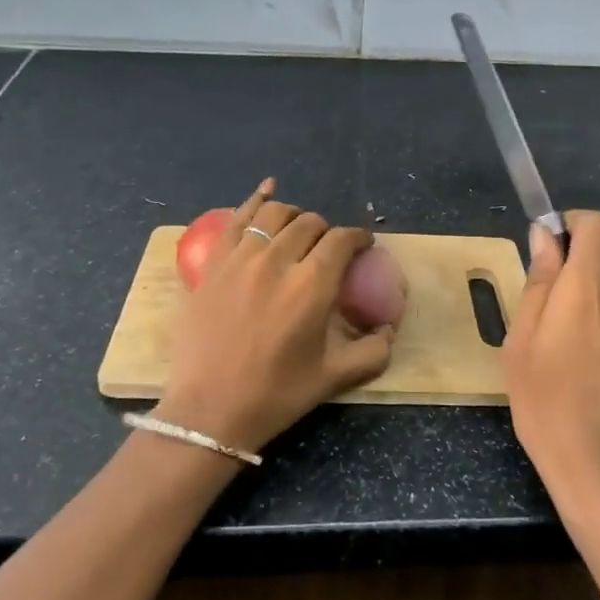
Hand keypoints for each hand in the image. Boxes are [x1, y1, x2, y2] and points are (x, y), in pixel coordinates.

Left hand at [156, 180, 394, 454]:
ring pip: (274, 215)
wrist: (211, 410)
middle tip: (329, 248)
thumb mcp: (335, 377)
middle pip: (310, 223)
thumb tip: (389, 329)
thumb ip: (372, 351)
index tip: (363, 245)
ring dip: (294, 216)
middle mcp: (278, 261)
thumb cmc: (276, 395)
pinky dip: (255, 200)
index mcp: (312, 286)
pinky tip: (267, 189)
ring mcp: (240, 259)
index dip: (358, 238)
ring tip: (299, 229)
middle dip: (327, 231)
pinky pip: (236, 219)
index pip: (342, 241)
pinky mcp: (213, 264)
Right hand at [503, 212, 599, 514]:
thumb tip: (546, 237)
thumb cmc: (544, 403)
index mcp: (588, 289)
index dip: (576, 226)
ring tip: (583, 355)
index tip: (556, 246)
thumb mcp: (522, 341)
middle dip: (585, 271)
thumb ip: (539, 281)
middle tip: (559, 311)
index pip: (598, 226)